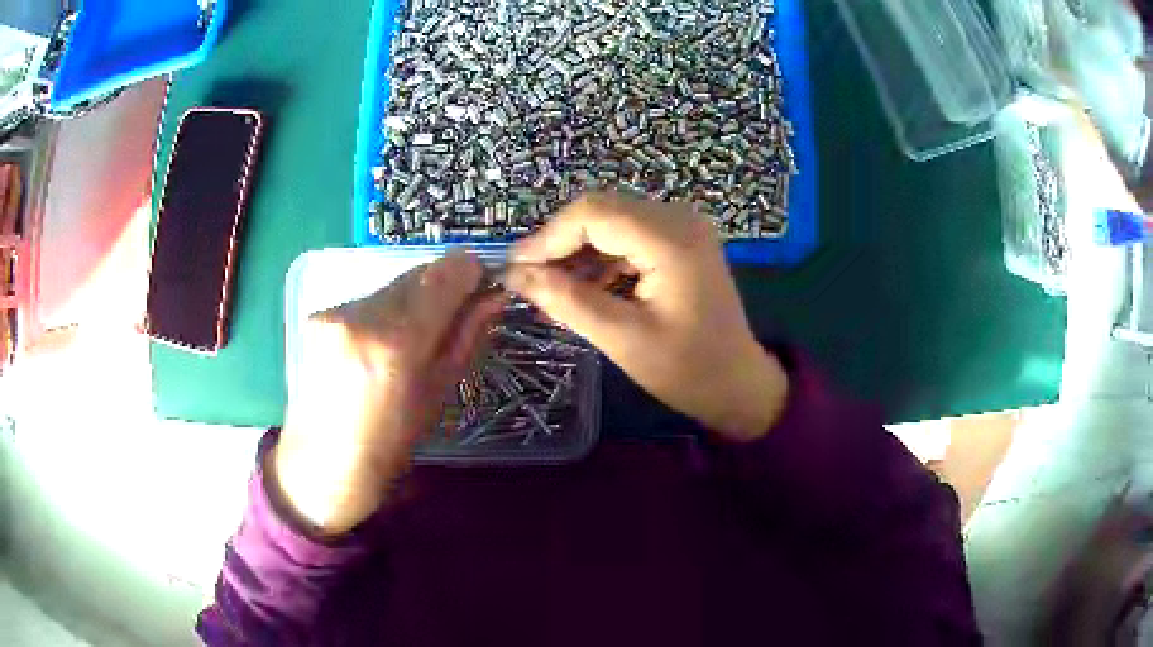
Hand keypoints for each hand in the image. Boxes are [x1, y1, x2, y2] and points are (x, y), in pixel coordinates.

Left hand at [272, 250, 501, 535]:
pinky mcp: (319, 315)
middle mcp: (361, 316)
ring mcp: (335, 312)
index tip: (481, 285)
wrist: (320, 465)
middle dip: (441, 288)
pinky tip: (378, 346)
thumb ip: (466, 338)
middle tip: (452, 317)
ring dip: (412, 300)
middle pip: (417, 274)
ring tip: (410, 341)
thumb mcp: (437, 395)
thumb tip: (494, 297)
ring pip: (392, 285)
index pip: (444, 275)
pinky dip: (384, 312)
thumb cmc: (388, 446)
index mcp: (396, 344)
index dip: (469, 272)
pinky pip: (367, 299)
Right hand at [505, 193, 788, 441]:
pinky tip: (582, 291)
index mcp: (670, 240)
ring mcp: (682, 227)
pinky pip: (627, 237)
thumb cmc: (688, 370)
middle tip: (528, 283)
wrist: (739, 384)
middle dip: (558, 244)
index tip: (514, 270)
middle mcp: (678, 219)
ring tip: (550, 293)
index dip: (547, 238)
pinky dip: (600, 260)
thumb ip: (567, 301)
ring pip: (610, 223)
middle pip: (600, 212)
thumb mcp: (623, 340)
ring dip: (577, 254)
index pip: (592, 214)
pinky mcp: (679, 242)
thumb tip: (516, 276)